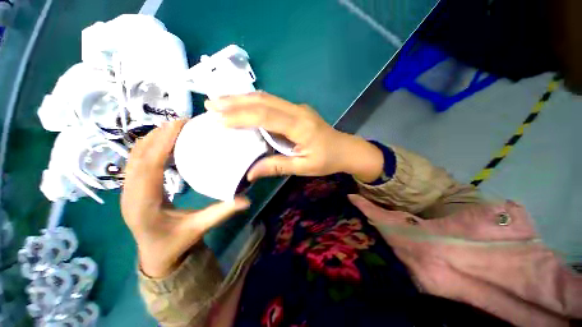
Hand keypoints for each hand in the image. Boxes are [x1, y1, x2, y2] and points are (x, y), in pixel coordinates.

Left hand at [121, 120, 249, 277]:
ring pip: (135, 157)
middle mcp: (130, 193)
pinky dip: (150, 147)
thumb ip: (222, 213)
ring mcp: (128, 190)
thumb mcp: (199, 228)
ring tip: (175, 128)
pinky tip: (166, 143)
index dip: (162, 143)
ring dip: (153, 139)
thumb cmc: (174, 244)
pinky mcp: (133, 187)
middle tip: (182, 122)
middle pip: (138, 156)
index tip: (178, 125)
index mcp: (143, 204)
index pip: (149, 167)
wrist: (156, 256)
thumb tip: (247, 200)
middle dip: (158, 135)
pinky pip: (137, 161)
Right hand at [205, 92, 383, 182]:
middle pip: (264, 101)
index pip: (266, 117)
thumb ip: (277, 167)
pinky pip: (272, 103)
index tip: (219, 119)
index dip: (242, 116)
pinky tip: (242, 105)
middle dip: (236, 101)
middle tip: (211, 103)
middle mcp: (297, 111)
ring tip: (220, 101)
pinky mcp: (296, 110)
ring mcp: (297, 108)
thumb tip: (250, 174)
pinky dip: (254, 103)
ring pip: (267, 98)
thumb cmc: (327, 160)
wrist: (345, 149)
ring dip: (243, 99)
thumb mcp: (303, 167)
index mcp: (300, 126)